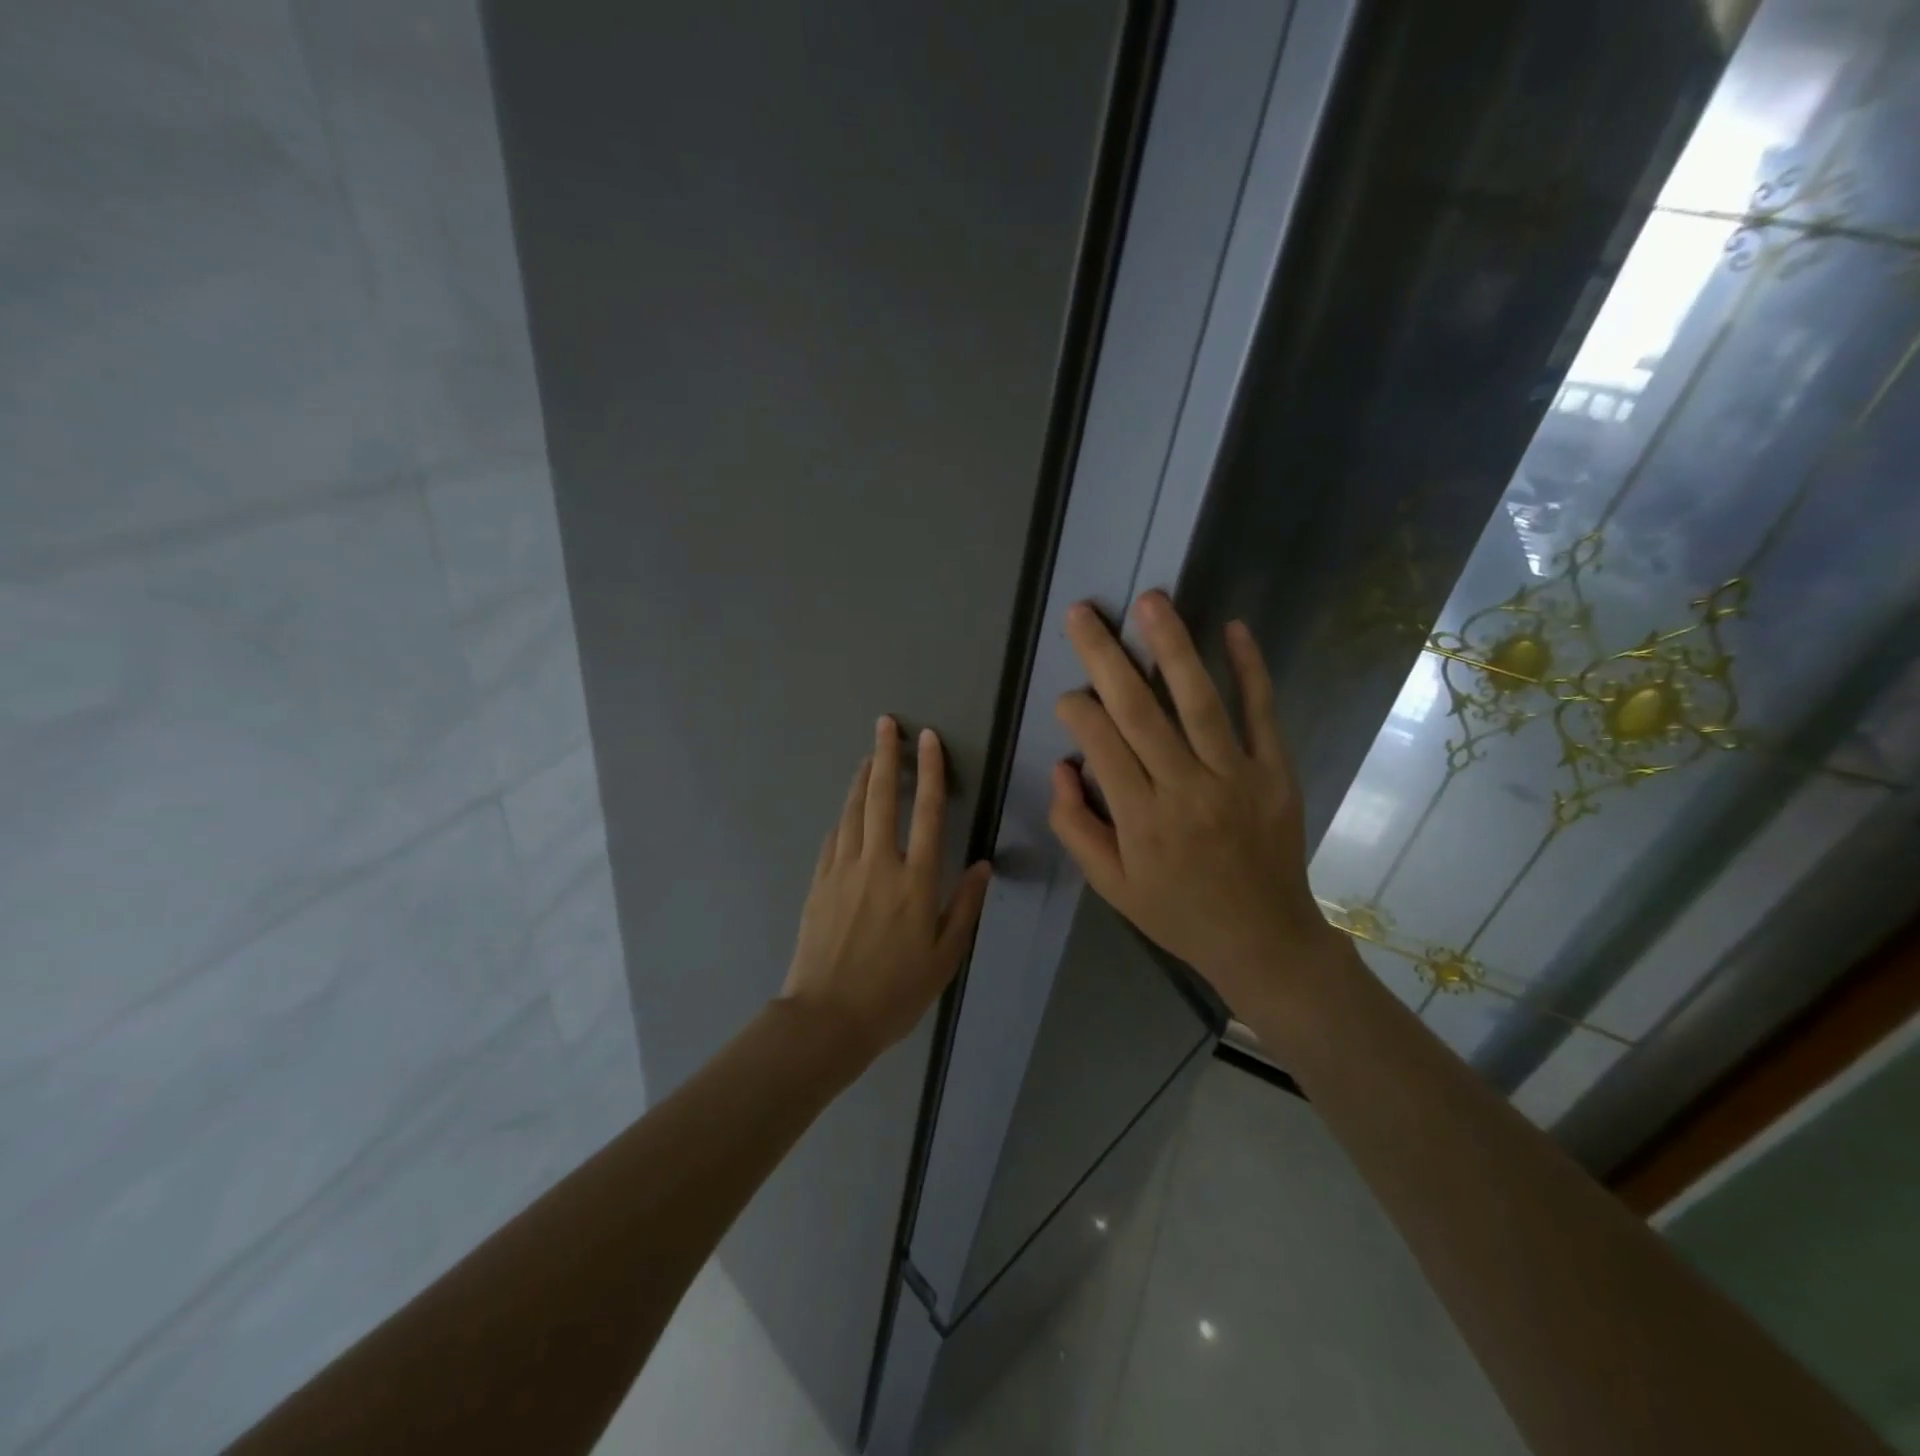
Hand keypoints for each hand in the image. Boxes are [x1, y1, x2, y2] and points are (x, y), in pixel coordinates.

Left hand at [783, 716, 992, 1058]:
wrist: (827, 1018)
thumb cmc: (895, 992)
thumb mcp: (945, 957)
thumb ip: (964, 907)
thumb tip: (981, 865)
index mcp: (915, 880)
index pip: (927, 812)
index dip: (930, 772)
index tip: (928, 739)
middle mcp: (878, 864)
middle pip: (882, 798)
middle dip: (886, 756)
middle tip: (886, 725)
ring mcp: (842, 870)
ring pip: (853, 811)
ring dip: (863, 780)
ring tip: (869, 757)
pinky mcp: (818, 883)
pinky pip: (833, 838)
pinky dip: (844, 817)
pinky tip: (847, 812)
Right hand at [1047, 591, 1344, 1019]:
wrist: (1263, 939)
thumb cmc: (1177, 912)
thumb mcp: (1112, 886)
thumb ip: (1077, 827)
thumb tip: (1061, 766)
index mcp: (1141, 820)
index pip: (1100, 745)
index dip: (1077, 711)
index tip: (1068, 695)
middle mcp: (1185, 790)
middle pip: (1139, 711)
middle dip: (1105, 657)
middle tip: (1083, 613)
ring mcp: (1236, 777)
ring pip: (1198, 702)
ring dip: (1172, 647)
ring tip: (1151, 601)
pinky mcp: (1275, 773)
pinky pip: (1262, 714)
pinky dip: (1251, 670)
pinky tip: (1234, 629)